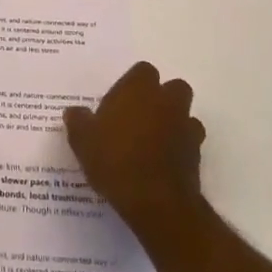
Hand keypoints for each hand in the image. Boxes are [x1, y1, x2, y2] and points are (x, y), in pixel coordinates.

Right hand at [64, 61, 205, 236]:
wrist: (156, 201)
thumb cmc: (115, 159)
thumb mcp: (83, 140)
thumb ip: (79, 121)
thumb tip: (74, 112)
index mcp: (139, 89)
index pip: (144, 70)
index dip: (134, 83)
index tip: (120, 100)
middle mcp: (167, 101)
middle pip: (173, 88)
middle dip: (162, 98)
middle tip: (139, 116)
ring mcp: (186, 127)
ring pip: (185, 114)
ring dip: (173, 122)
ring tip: (152, 141)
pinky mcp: (196, 155)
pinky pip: (189, 142)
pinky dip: (179, 147)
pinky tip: (162, 162)